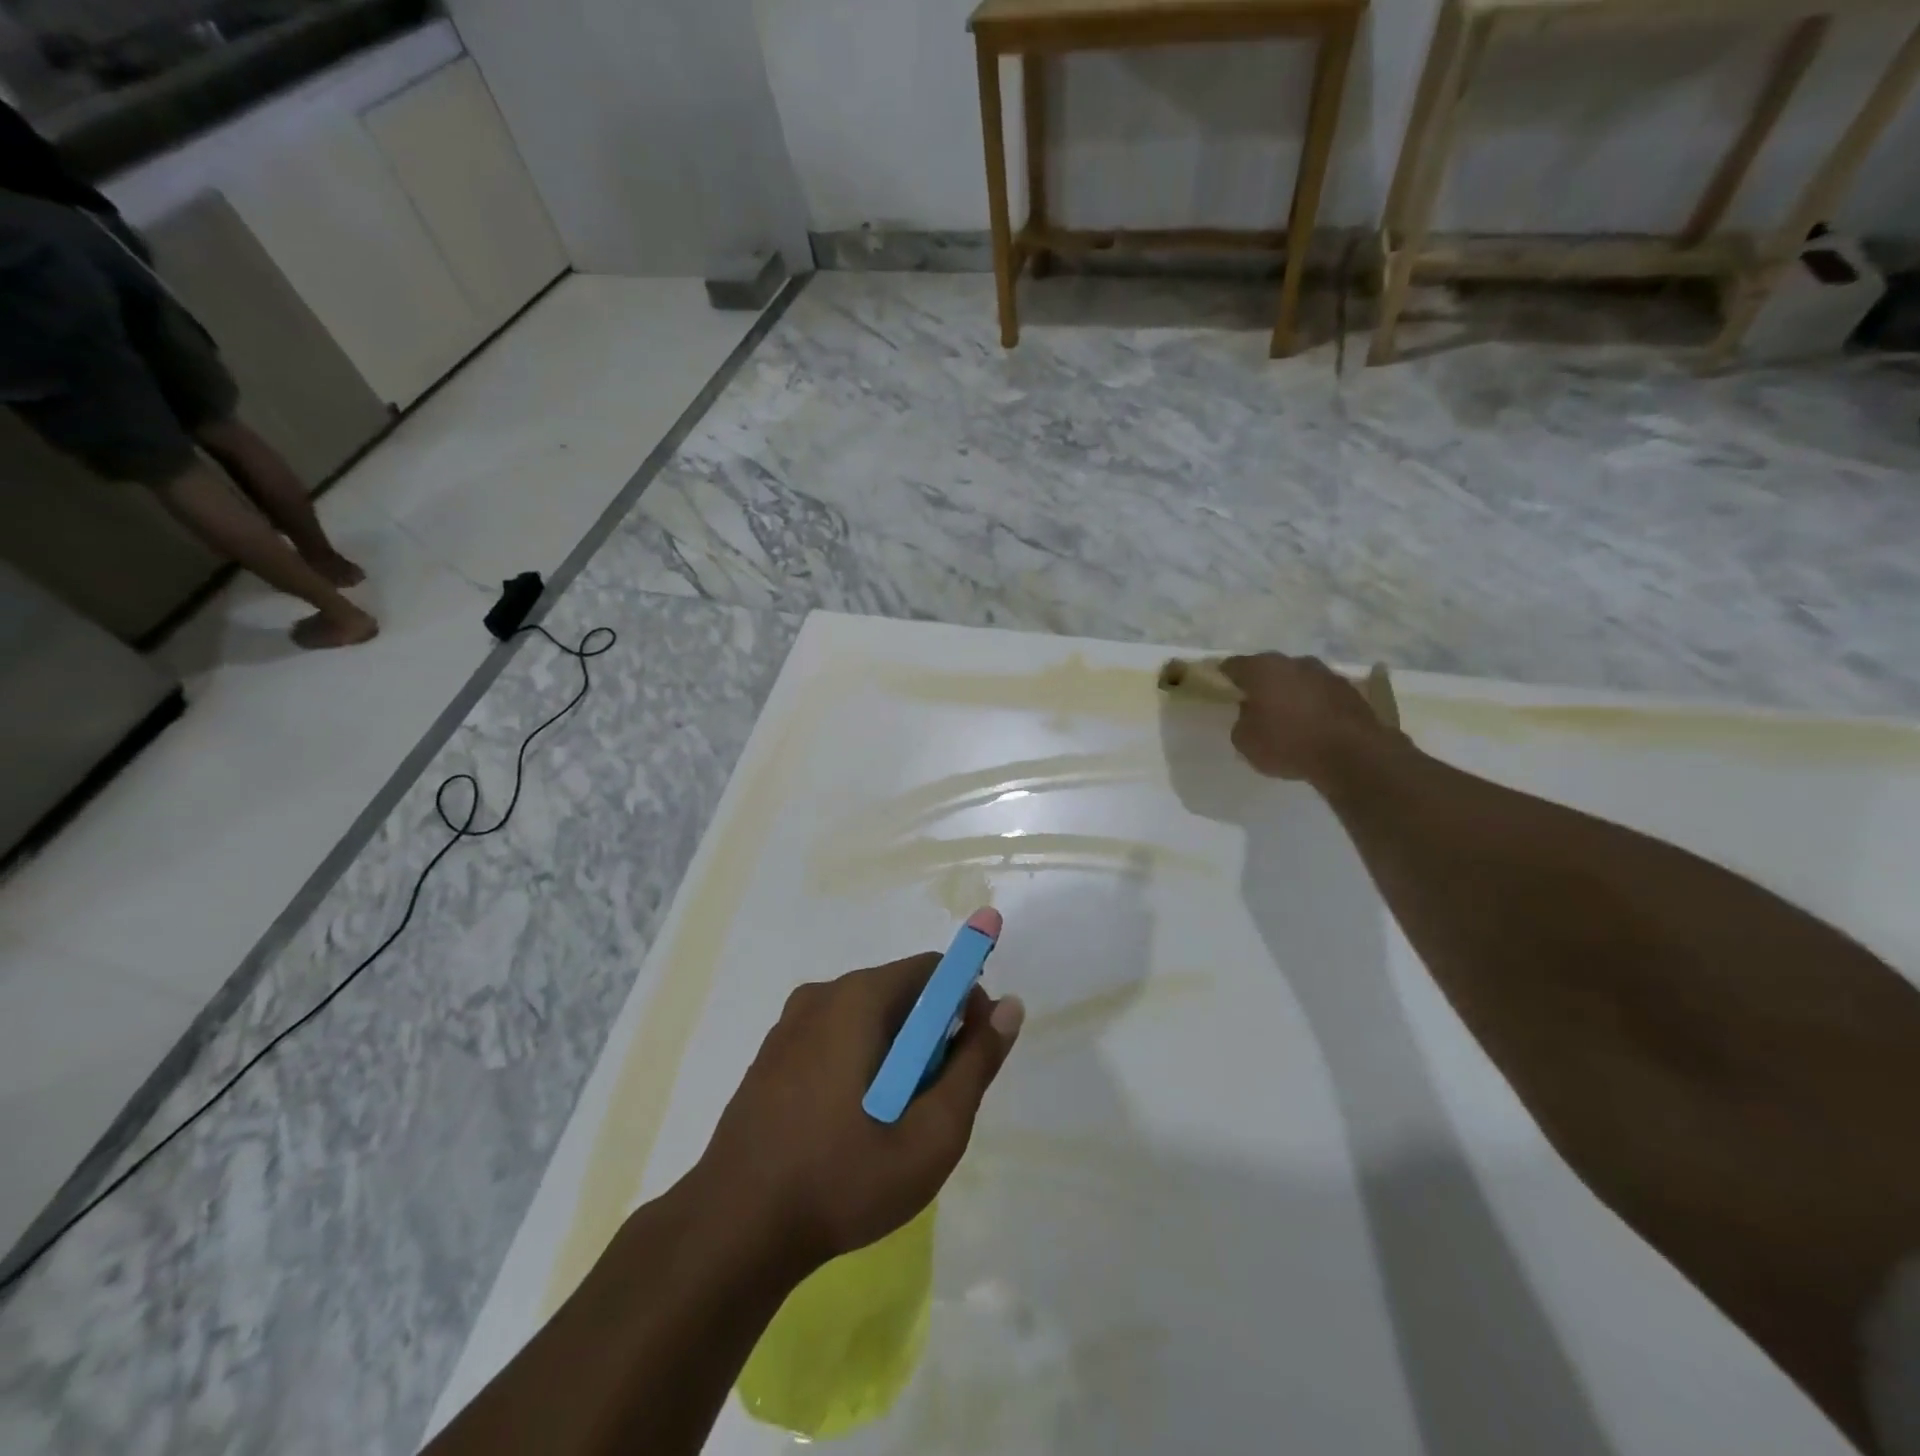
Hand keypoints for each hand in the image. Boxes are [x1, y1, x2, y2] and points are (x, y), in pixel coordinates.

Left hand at [692, 955, 1024, 1273]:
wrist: (732, 1231)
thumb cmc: (841, 1179)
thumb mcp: (931, 1133)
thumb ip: (975, 1065)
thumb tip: (1009, 1007)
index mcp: (857, 998)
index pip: (932, 970)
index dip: (965, 1002)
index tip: (972, 1055)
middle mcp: (822, 995)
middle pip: (900, 994)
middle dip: (931, 1036)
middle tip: (934, 1103)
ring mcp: (789, 1025)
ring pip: (867, 1020)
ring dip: (896, 1055)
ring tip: (894, 1123)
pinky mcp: (771, 1056)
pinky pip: (834, 1039)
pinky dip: (860, 1064)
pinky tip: (852, 1126)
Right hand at [1220, 653, 1394, 783]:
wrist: (1353, 754)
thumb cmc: (1288, 743)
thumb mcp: (1246, 742)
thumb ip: (1241, 722)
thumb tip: (1251, 713)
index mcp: (1262, 669)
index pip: (1233, 665)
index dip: (1224, 677)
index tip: (1222, 691)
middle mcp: (1294, 662)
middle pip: (1269, 669)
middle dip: (1261, 684)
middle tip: (1254, 706)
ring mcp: (1326, 673)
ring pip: (1298, 679)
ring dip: (1290, 693)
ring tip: (1287, 718)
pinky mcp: (1350, 690)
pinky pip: (1320, 694)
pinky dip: (1313, 704)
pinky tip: (1312, 725)